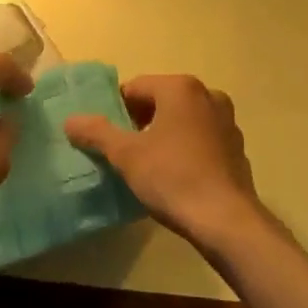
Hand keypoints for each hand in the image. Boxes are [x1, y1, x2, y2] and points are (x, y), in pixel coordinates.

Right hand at [64, 73, 267, 250]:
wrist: (226, 220)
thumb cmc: (173, 177)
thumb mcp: (126, 156)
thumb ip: (97, 133)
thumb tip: (70, 120)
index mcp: (180, 87)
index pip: (136, 88)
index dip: (116, 110)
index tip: (108, 137)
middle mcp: (207, 94)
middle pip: (161, 100)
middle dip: (141, 121)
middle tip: (126, 152)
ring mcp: (227, 121)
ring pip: (184, 119)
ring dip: (165, 134)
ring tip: (151, 165)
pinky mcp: (237, 147)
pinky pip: (203, 138)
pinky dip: (187, 148)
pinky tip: (178, 176)